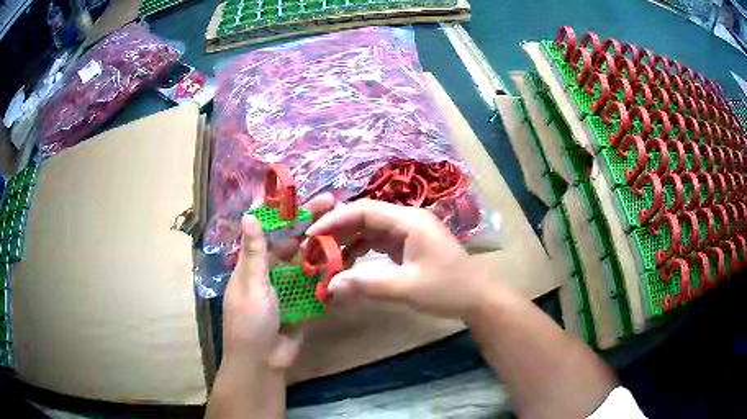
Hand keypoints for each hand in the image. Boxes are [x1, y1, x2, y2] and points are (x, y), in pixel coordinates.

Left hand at [222, 193, 334, 365]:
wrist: (263, 361)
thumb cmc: (250, 320)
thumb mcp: (251, 284)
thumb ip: (254, 252)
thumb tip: (248, 214)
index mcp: (253, 264)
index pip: (265, 229)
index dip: (280, 210)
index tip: (297, 193)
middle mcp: (271, 272)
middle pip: (291, 241)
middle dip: (309, 222)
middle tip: (333, 203)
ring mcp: (288, 288)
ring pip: (306, 261)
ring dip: (322, 246)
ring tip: (345, 228)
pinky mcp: (303, 303)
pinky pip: (316, 284)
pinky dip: (328, 273)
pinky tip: (346, 260)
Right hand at [306, 199, 491, 318]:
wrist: (477, 298)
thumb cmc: (448, 289)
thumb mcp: (407, 288)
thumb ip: (368, 285)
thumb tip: (331, 284)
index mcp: (410, 221)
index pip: (365, 210)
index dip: (336, 219)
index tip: (312, 234)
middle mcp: (408, 220)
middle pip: (366, 216)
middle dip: (339, 230)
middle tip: (314, 247)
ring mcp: (409, 232)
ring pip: (370, 229)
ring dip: (348, 241)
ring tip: (327, 257)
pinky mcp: (409, 245)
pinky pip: (379, 241)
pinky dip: (362, 250)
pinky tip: (349, 263)